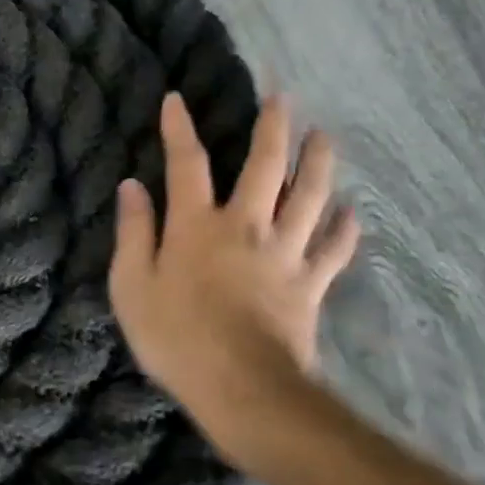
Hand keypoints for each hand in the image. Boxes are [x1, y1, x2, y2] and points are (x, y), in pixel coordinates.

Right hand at [109, 93, 358, 461]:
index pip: (186, 163)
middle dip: (272, 129)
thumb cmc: (174, 335)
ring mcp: (284, 254)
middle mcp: (245, 226)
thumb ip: (134, 232)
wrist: (241, 387)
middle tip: (283, 98)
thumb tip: (132, 186)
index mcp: (196, 225)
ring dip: (318, 163)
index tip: (177, 98)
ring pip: (310, 198)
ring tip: (325, 136)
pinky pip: (333, 250)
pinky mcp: (310, 285)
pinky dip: (345, 228)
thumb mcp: (132, 285)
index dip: (179, 128)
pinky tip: (352, 212)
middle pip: (265, 167)